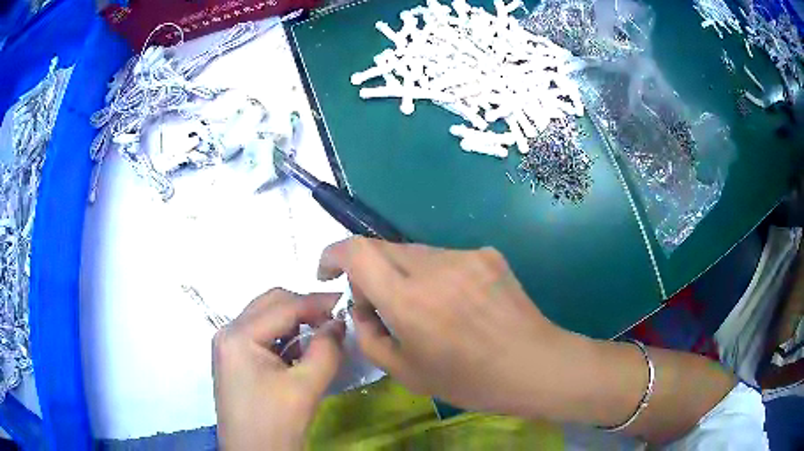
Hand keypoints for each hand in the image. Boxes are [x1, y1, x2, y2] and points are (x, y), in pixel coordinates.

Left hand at [213, 289, 345, 450]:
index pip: (283, 306)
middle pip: (270, 304)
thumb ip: (326, 349)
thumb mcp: (306, 386)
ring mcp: (228, 346)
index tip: (345, 303)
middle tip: (332, 321)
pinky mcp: (234, 359)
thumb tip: (338, 322)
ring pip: (265, 317)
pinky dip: (282, 336)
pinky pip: (260, 335)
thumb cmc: (276, 422)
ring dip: (293, 321)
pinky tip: (299, 351)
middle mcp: (228, 332)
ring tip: (319, 336)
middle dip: (303, 308)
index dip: (316, 302)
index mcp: (239, 336)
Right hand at [317, 238, 581, 417]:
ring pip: (414, 252)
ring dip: (404, 274)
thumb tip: (360, 307)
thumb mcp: (405, 372)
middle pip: (382, 247)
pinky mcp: (487, 254)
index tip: (328, 271)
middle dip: (368, 270)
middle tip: (380, 304)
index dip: (333, 253)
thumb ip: (368, 335)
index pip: (357, 252)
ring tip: (425, 309)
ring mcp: (465, 256)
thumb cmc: (469, 380)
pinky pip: (445, 257)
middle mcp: (434, 267)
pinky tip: (457, 303)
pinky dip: (435, 275)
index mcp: (409, 301)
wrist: (534, 365)